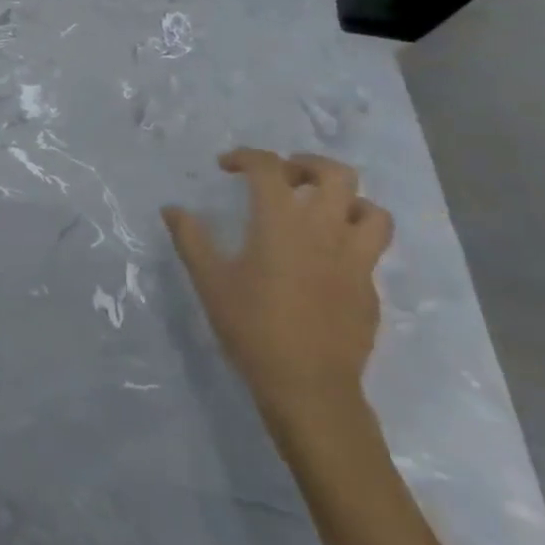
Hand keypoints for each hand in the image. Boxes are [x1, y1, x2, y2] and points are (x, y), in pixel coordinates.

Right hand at [164, 148, 392, 435]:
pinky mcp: (370, 289)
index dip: (246, 157)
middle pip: (336, 175)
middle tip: (283, 177)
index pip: (269, 168)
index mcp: (281, 222)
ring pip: (371, 211)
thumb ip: (190, 238)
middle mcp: (325, 231)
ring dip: (346, 201)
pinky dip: (350, 240)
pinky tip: (324, 260)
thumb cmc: (253, 327)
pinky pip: (370, 250)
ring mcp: (355, 261)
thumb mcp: (209, 280)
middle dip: (307, 165)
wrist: (309, 388)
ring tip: (319, 211)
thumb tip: (172, 209)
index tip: (226, 167)